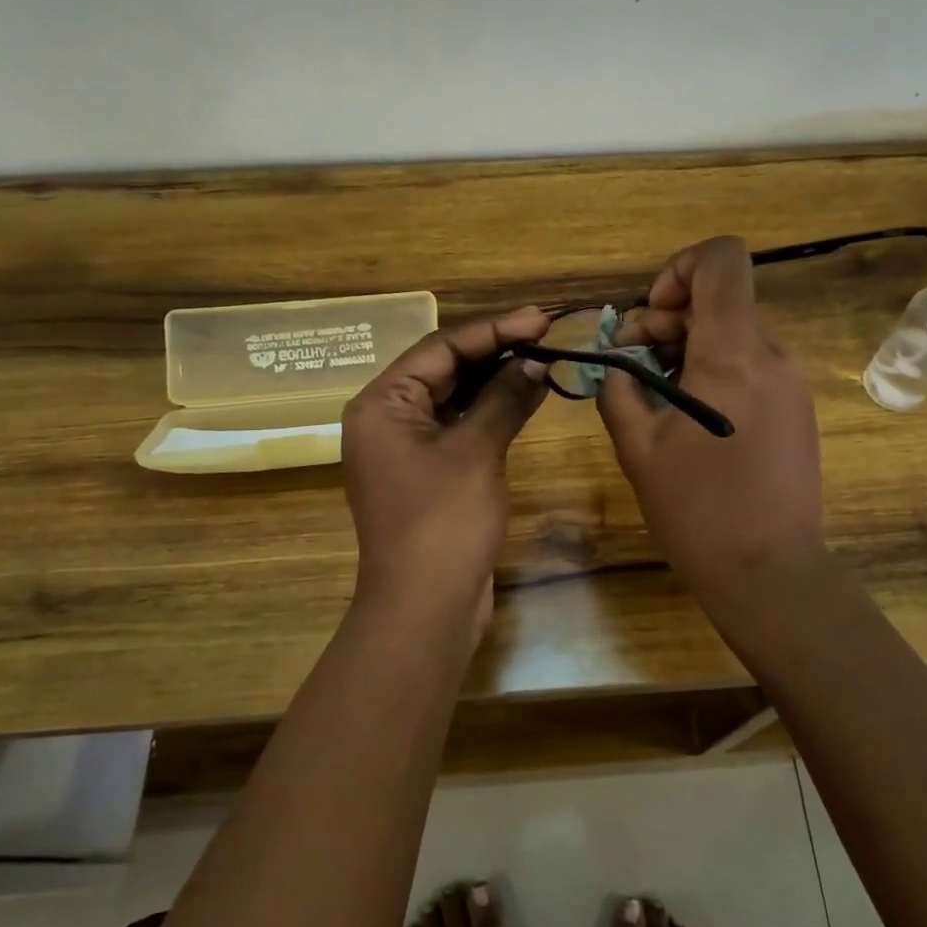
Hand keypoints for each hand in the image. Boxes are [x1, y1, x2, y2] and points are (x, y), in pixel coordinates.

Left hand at [341, 306, 550, 629]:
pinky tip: (528, 396)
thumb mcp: (475, 451)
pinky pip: (460, 428)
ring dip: (497, 380)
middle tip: (546, 334)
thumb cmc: (442, 521)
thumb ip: (503, 399)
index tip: (540, 317)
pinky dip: (492, 412)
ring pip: (455, 398)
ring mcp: (407, 448)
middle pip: (445, 369)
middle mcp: (387, 418)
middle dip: (495, 351)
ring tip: (543, 359)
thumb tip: (533, 362)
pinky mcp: (428, 473)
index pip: (440, 348)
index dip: (493, 329)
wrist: (425, 608)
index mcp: (381, 403)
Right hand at [598, 237, 826, 611]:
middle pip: (720, 299)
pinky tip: (689, 416)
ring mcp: (790, 382)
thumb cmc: (698, 512)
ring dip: (688, 346)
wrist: (771, 574)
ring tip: (655, 394)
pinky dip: (714, 370)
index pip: (722, 260)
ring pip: (734, 332)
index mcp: (732, 356)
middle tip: (632, 363)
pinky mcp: (796, 408)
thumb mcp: (637, 449)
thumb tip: (615, 362)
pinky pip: (751, 364)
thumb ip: (618, 389)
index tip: (650, 313)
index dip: (680, 267)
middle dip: (667, 318)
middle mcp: (770, 356)